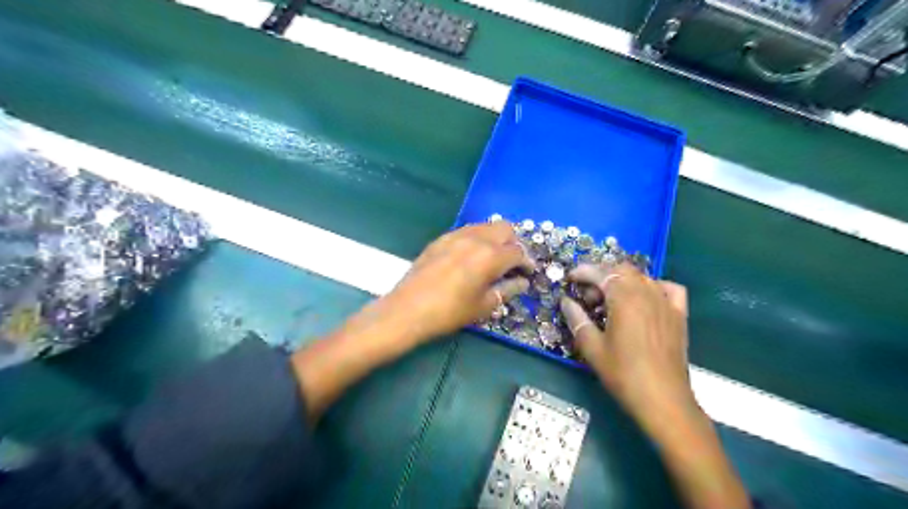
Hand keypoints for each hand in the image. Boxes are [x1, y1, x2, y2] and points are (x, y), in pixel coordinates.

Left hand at [381, 224, 532, 343]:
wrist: (408, 309)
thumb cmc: (450, 312)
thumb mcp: (484, 305)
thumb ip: (507, 289)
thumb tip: (522, 282)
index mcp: (490, 255)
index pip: (518, 251)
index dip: (527, 262)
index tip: (528, 273)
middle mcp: (476, 238)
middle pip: (505, 228)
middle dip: (514, 243)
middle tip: (512, 263)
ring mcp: (456, 235)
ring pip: (486, 226)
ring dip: (496, 238)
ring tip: (493, 258)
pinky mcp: (441, 238)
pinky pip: (467, 231)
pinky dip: (477, 239)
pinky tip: (471, 257)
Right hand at [562, 263, 695, 437]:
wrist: (663, 400)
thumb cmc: (623, 374)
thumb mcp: (592, 348)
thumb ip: (577, 319)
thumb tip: (565, 301)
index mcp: (625, 298)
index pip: (602, 273)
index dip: (583, 272)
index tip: (570, 279)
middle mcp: (647, 292)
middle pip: (622, 270)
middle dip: (601, 276)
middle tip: (587, 296)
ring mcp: (666, 302)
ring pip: (642, 277)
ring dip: (622, 282)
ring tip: (609, 301)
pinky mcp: (679, 315)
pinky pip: (667, 288)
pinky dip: (652, 287)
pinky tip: (644, 300)